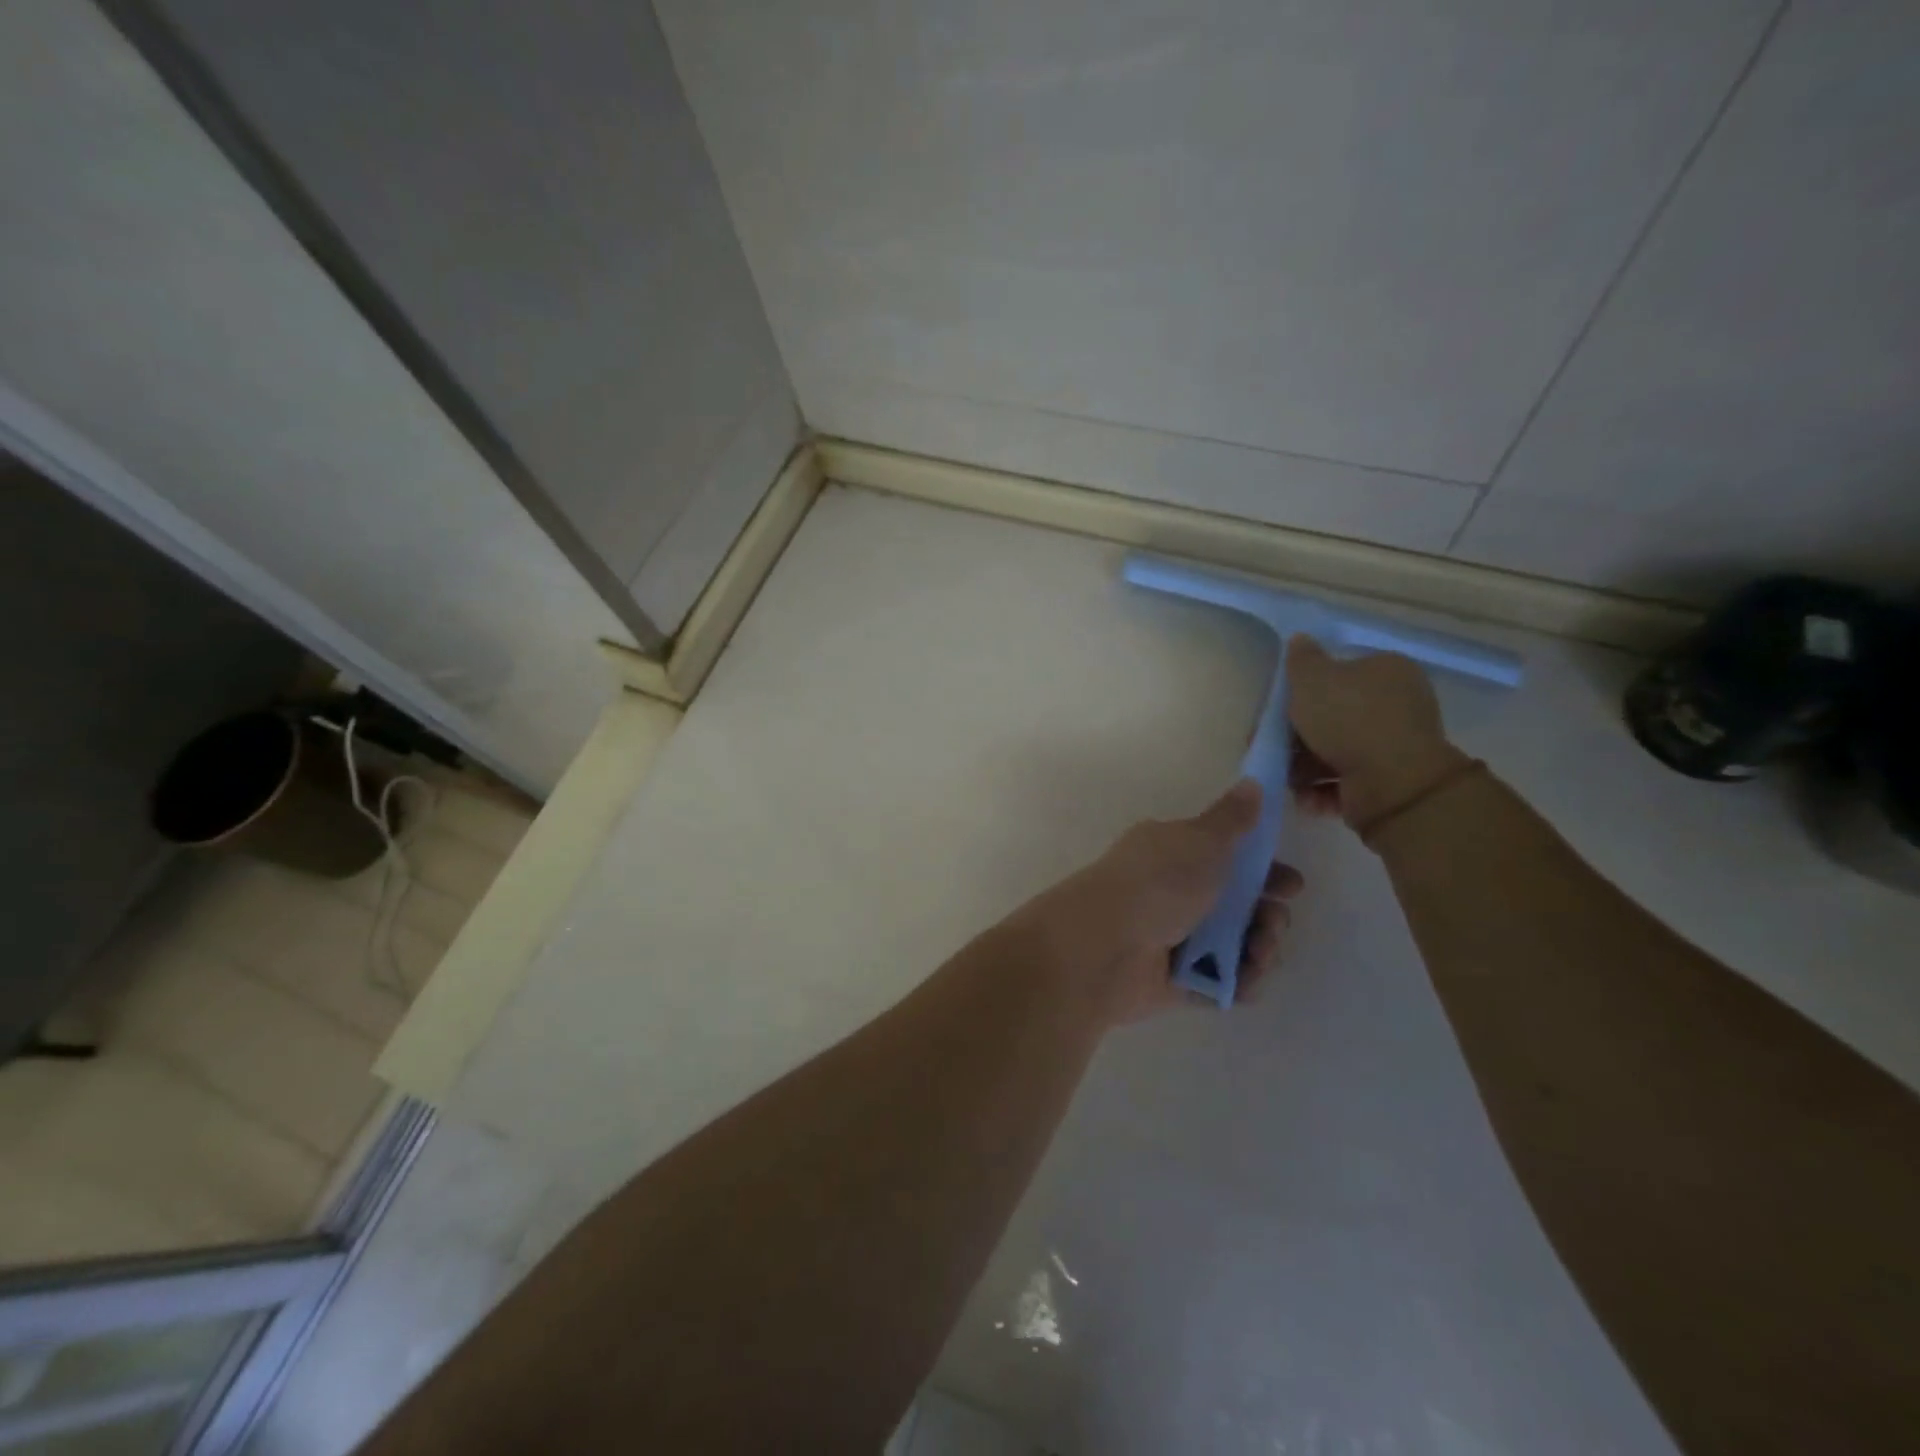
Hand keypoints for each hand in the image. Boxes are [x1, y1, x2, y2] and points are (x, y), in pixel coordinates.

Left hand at [1016, 780, 1303, 1023]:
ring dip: (1260, 948)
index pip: (1228, 859)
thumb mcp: (1200, 840)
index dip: (1265, 871)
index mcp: (1173, 853)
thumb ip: (1232, 819)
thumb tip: (1252, 783)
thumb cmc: (1157, 883)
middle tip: (1272, 920)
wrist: (1104, 946)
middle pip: (1237, 906)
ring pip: (1234, 946)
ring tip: (1259, 950)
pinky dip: (1240, 982)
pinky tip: (1247, 978)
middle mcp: (1172, 894)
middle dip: (1268, 914)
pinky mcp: (1175, 981)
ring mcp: (1172, 939)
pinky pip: (1220, 983)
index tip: (1291, 885)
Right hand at [1284, 638, 1467, 829]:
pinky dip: (1321, 789)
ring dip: (1304, 766)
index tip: (1277, 708)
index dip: (1304, 689)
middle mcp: (1396, 705)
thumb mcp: (1313, 679)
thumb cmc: (1349, 719)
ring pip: (1334, 751)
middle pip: (1333, 715)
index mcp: (1386, 671)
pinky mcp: (1386, 782)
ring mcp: (1393, 745)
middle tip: (1270, 744)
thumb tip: (1300, 639)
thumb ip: (1302, 659)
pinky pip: (1343, 781)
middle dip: (1298, 734)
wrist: (1391, 782)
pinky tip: (1304, 795)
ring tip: (1284, 776)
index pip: (1339, 673)